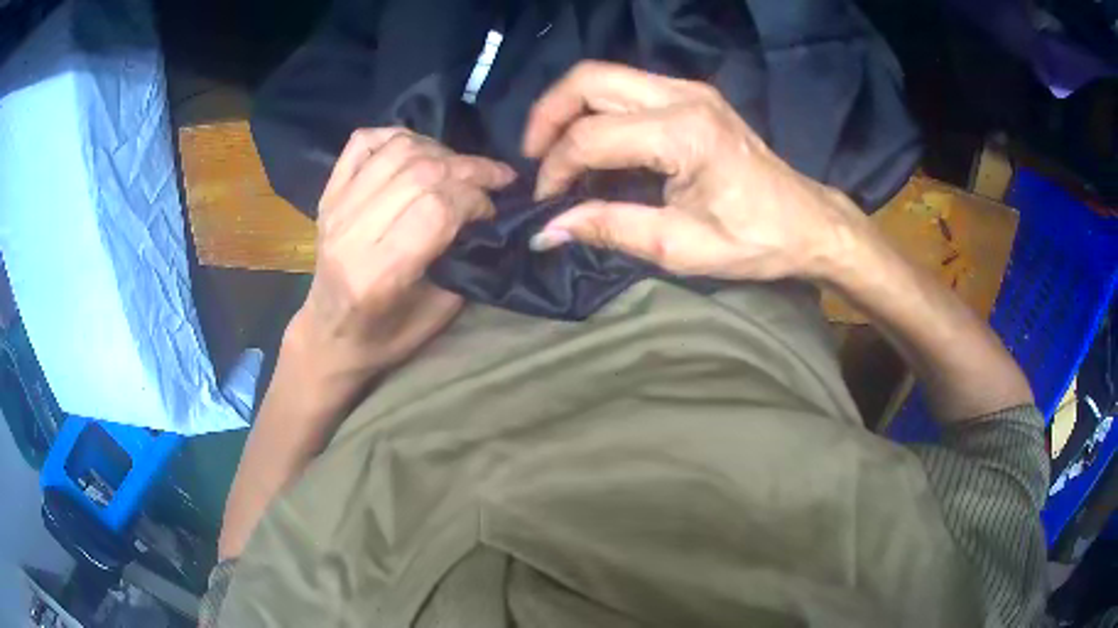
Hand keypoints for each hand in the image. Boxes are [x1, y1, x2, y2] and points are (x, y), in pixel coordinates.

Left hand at [290, 127, 515, 395]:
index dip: (475, 198)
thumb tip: (485, 213)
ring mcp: (335, 208)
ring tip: (459, 166)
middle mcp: (352, 233)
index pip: (436, 208)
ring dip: (440, 150)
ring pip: (397, 150)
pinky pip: (363, 142)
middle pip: (419, 173)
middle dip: (469, 168)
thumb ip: (462, 259)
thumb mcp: (437, 313)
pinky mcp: (328, 194)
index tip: (492, 209)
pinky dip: (397, 136)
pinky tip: (418, 150)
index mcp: (379, 274)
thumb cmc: (384, 336)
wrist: (328, 334)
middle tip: (494, 178)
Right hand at [524, 61, 865, 281]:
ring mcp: (690, 90)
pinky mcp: (694, 96)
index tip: (545, 202)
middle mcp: (683, 96)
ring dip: (570, 108)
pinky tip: (594, 142)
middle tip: (533, 157)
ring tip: (555, 151)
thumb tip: (547, 231)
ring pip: (605, 76)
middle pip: (589, 78)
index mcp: (683, 133)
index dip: (556, 168)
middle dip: (548, 115)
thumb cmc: (756, 241)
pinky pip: (627, 87)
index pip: (592, 136)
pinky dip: (597, 109)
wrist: (809, 223)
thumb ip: (611, 228)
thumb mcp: (681, 247)